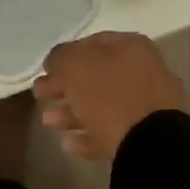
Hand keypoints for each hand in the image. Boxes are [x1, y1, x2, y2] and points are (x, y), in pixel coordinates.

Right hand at [35, 32, 185, 161]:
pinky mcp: (146, 135)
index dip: (65, 55)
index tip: (45, 71)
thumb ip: (60, 57)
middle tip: (40, 95)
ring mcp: (148, 105)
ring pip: (102, 105)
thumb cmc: (109, 96)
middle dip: (64, 87)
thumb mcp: (74, 66)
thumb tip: (57, 62)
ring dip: (71, 112)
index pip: (92, 43)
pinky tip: (69, 144)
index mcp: (131, 47)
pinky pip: (112, 131)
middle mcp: (144, 72)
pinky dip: (89, 135)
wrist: (149, 145)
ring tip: (49, 122)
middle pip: (96, 76)